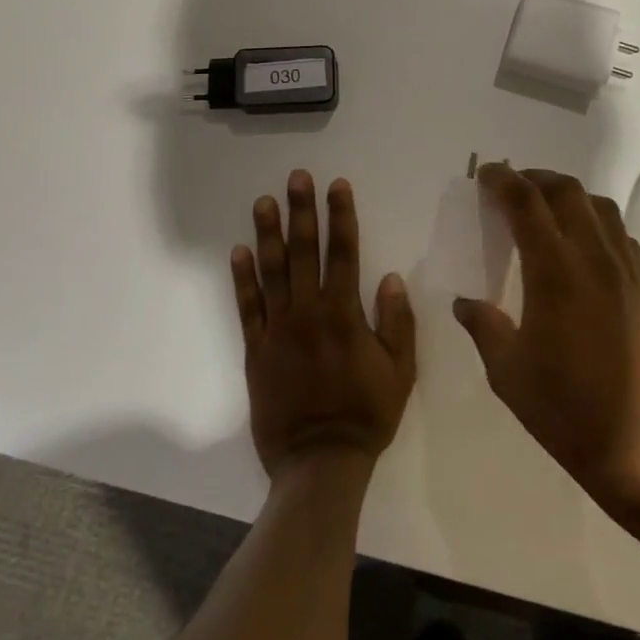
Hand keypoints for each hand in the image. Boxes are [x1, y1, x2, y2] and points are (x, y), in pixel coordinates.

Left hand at [233, 171, 415, 477]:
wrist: (320, 462)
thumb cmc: (367, 414)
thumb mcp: (400, 371)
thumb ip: (397, 322)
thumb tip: (389, 277)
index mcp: (345, 314)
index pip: (344, 252)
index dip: (342, 216)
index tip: (337, 185)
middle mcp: (309, 312)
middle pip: (305, 251)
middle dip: (302, 211)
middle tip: (296, 178)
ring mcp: (278, 329)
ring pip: (272, 271)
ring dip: (269, 233)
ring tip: (264, 202)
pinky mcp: (256, 349)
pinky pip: (247, 307)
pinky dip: (242, 278)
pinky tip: (239, 252)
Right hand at [453, 165, 639, 512]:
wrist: (638, 445)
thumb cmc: (565, 410)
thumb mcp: (506, 371)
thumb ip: (483, 326)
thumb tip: (465, 302)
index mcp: (555, 273)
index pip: (526, 204)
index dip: (503, 182)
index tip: (486, 175)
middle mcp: (594, 258)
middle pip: (566, 192)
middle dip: (534, 178)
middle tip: (511, 185)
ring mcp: (626, 269)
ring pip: (599, 205)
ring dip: (568, 194)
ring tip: (545, 206)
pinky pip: (619, 233)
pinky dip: (595, 220)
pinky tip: (581, 242)